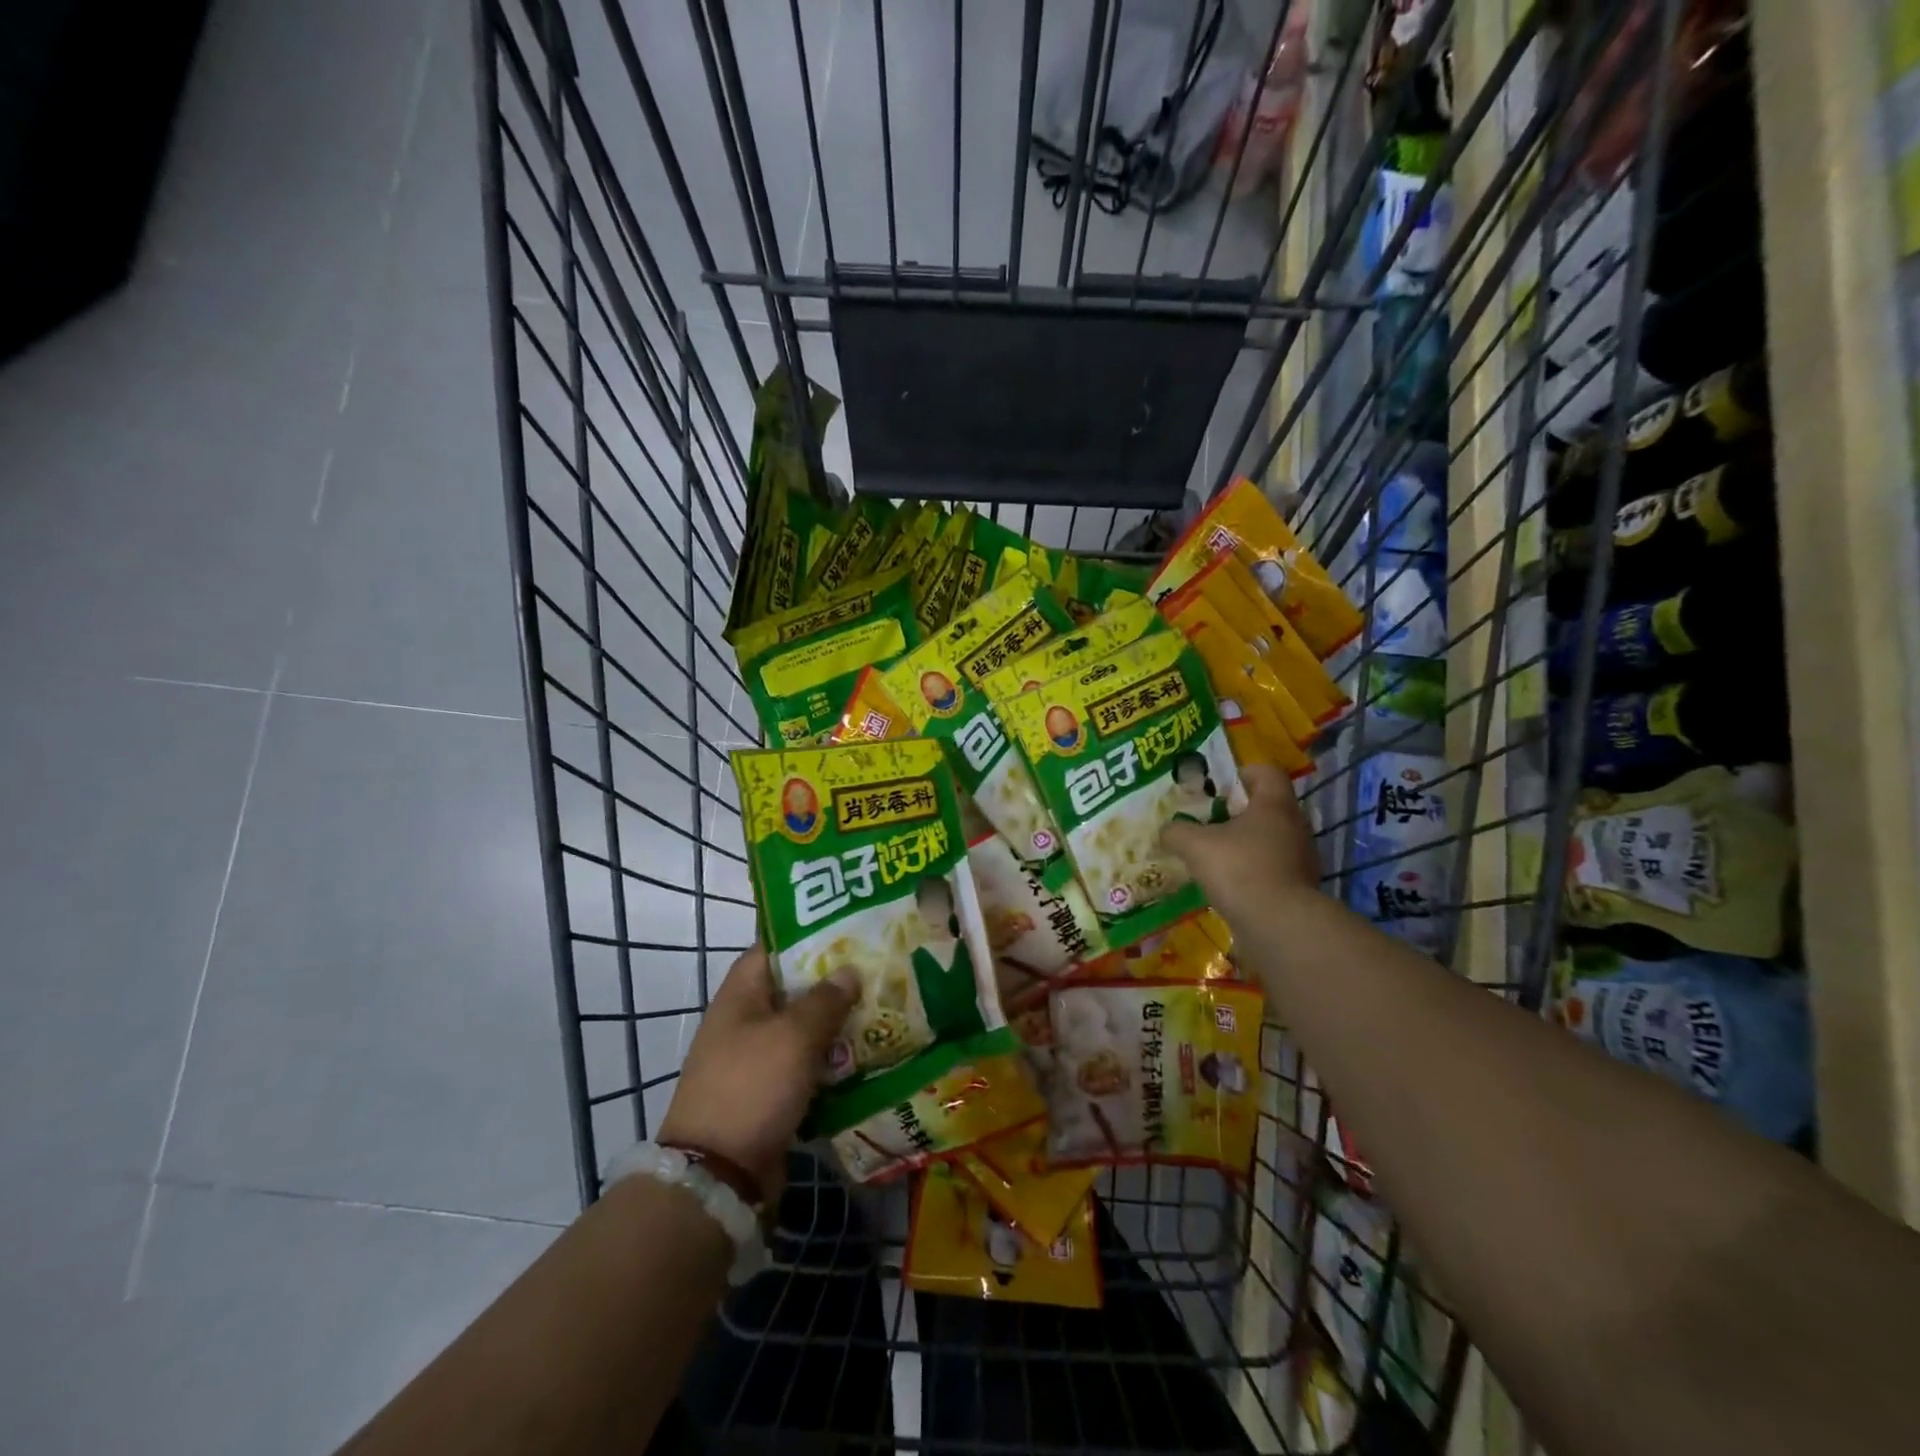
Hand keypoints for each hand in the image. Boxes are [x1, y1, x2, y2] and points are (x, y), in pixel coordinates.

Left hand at [658, 947, 858, 1201]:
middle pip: (793, 988)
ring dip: (837, 1023)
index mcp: (741, 994)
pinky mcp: (769, 1093)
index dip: (809, 934)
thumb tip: (849, 971)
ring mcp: (755, 1059)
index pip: (774, 947)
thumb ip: (825, 1000)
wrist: (718, 1176)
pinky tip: (867, 1056)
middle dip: (834, 980)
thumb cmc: (752, 1087)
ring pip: (803, 1029)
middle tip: (878, 968)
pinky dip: (831, 1061)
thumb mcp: (793, 1035)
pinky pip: (806, 1065)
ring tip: (883, 1009)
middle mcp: (745, 1021)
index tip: (849, 928)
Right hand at [1161, 763, 1324, 927]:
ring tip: (1213, 855)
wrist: (1278, 926)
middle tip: (1207, 821)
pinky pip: (1271, 870)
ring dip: (1244, 845)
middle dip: (1236, 813)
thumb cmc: (1239, 869)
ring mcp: (1301, 860)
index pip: (1266, 773)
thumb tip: (1166, 830)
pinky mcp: (1298, 890)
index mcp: (1275, 805)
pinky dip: (1250, 873)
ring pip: (1269, 840)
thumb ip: (1176, 831)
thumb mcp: (1194, 845)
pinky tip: (1226, 885)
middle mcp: (1295, 827)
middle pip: (1267, 808)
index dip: (1241, 774)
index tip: (1217, 787)